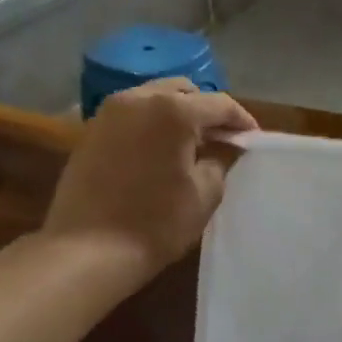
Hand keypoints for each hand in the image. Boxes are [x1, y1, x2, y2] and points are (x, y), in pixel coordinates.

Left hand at [40, 79, 258, 284]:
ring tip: (193, 145)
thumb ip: (221, 159)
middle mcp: (138, 99)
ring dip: (178, 114)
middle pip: (184, 91)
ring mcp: (109, 113)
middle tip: (223, 139)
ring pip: (155, 98)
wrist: (88, 250)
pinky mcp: (91, 131)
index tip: (253, 139)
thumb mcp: (206, 192)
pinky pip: (132, 115)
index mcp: (173, 111)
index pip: (219, 104)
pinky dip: (153, 124)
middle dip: (207, 111)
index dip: (242, 120)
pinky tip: (162, 152)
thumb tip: (226, 146)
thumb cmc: (157, 222)